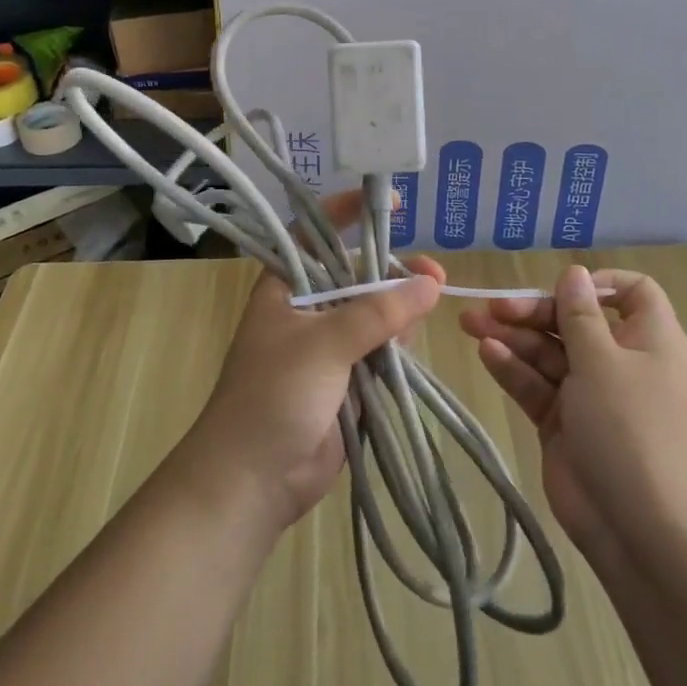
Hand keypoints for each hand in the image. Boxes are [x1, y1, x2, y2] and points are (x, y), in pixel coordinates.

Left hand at [185, 190, 445, 531]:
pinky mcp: (348, 379)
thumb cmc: (273, 396)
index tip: (389, 204)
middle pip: (357, 275)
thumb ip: (377, 313)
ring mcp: (329, 346)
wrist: (253, 481)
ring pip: (375, 314)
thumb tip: (430, 282)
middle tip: (434, 275)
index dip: (347, 212)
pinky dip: (399, 345)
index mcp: (286, 288)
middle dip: (393, 272)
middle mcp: (308, 309)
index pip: (315, 234)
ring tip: (430, 306)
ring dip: (402, 310)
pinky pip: (381, 350)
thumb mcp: (323, 345)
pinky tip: (414, 343)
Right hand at [461, 266, 686, 559]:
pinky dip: (513, 368)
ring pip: (548, 351)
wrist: (638, 529)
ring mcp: (589, 393)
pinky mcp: (563, 421)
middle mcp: (619, 360)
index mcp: (648, 339)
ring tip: (471, 324)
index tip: (562, 287)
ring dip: (512, 336)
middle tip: (492, 307)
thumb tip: (574, 273)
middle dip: (533, 311)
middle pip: (573, 320)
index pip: (631, 293)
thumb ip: (579, 315)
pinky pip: (536, 384)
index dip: (598, 284)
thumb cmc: (629, 429)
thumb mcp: (603, 361)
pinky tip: (486, 354)